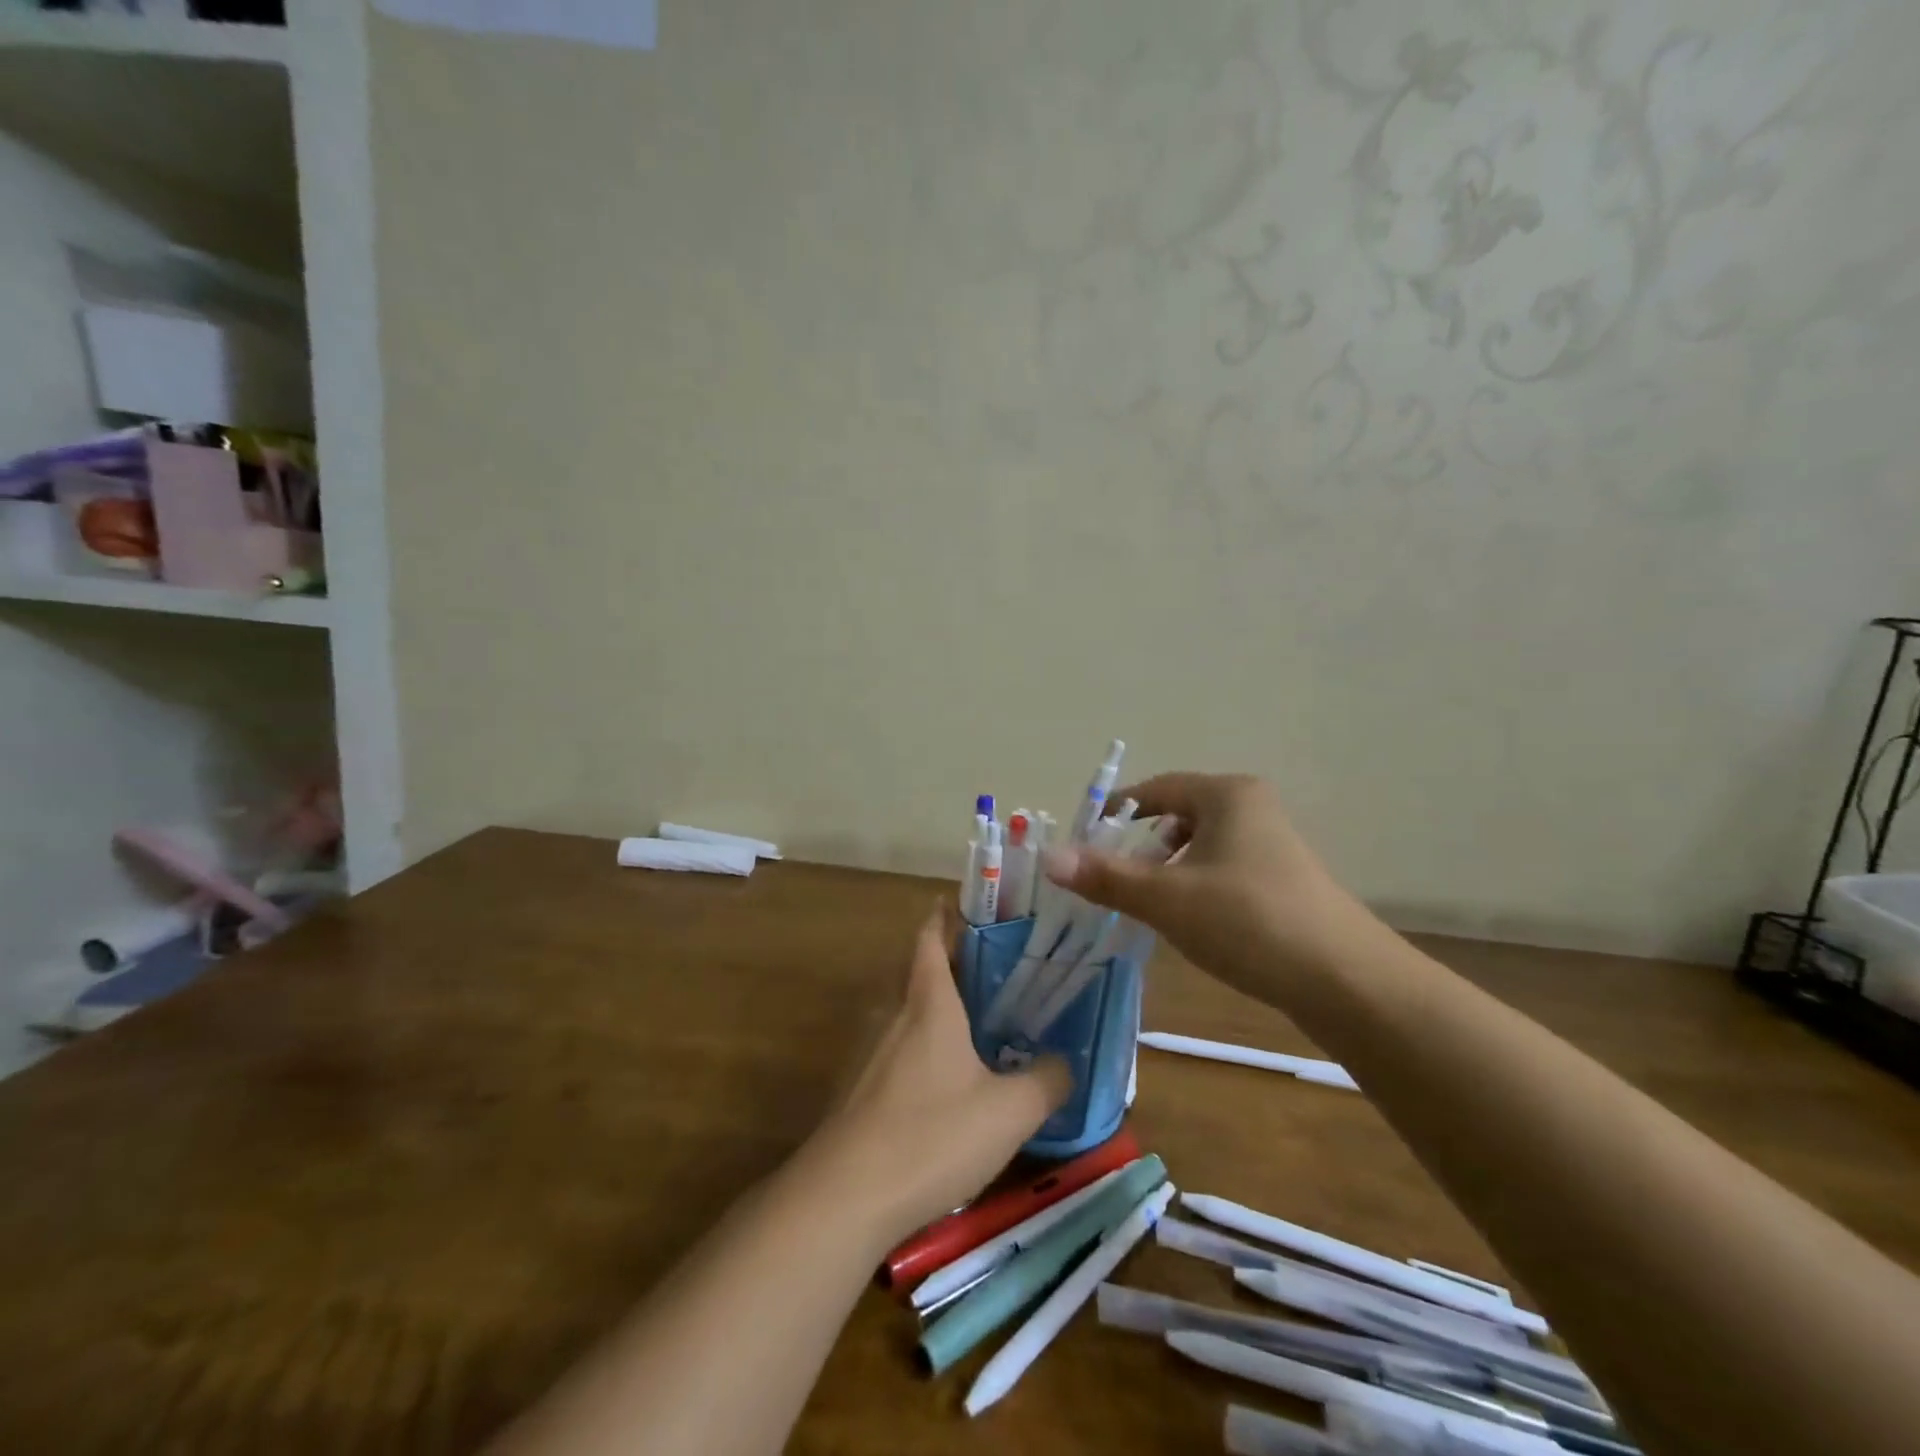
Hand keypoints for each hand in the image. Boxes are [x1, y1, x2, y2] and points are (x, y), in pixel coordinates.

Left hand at [815, 904, 1069, 1244]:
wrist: (846, 1196)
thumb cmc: (932, 1135)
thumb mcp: (1009, 1111)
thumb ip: (1047, 1081)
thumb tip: (1068, 1062)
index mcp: (929, 1003)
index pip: (931, 938)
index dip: (946, 916)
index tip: (969, 905)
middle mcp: (895, 1016)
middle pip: (919, 971)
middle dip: (951, 962)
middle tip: (994, 966)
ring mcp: (871, 1053)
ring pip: (908, 1012)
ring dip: (937, 1006)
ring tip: (979, 1020)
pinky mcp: (860, 1091)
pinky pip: (898, 1050)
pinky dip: (923, 1047)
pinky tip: (947, 1080)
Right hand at [1040, 773, 1372, 997]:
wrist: (1347, 982)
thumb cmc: (1249, 921)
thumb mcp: (1167, 899)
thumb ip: (1106, 877)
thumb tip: (1049, 857)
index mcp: (1227, 795)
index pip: (1155, 789)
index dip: (1116, 813)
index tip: (1085, 843)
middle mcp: (1252, 808)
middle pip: (1177, 817)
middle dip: (1140, 846)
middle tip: (1111, 878)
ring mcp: (1273, 845)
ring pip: (1200, 847)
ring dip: (1167, 870)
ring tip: (1145, 904)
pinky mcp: (1284, 881)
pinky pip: (1223, 870)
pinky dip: (1195, 887)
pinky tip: (1189, 923)